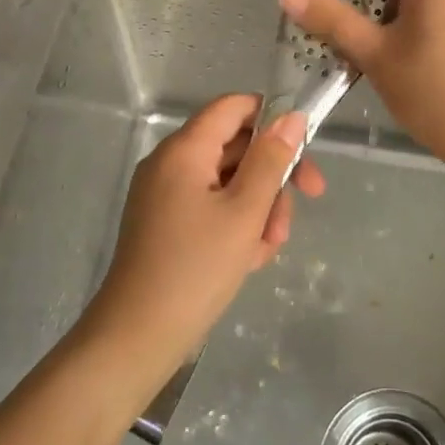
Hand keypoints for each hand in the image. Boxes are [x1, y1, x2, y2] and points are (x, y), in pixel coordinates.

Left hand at [83, 95, 323, 382]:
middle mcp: (171, 162)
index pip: (234, 107)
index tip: (303, 148)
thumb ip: (271, 160)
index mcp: (184, 149)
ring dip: (259, 206)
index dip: (272, 118)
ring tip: (268, 247)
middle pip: (235, 146)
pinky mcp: (166, 222)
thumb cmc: (196, 269)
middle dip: (272, 175)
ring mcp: (166, 194)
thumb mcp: (245, 212)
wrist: (137, 337)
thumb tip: (291, 116)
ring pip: (228, 181)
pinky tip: (249, 258)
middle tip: (307, 201)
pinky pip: (211, 206)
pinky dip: (235, 224)